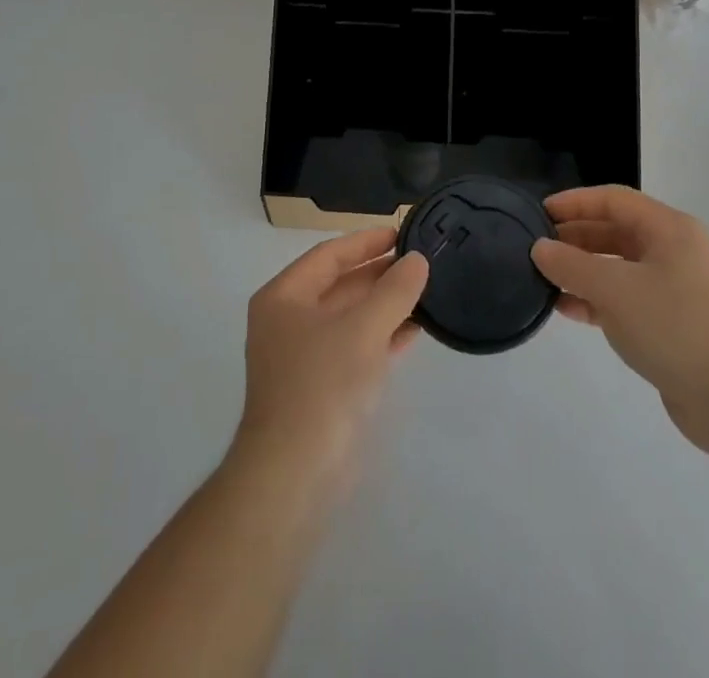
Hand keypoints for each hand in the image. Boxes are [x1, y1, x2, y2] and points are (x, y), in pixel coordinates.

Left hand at [234, 228, 429, 488]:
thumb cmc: (323, 385)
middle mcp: (288, 321)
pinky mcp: (320, 388)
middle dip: (379, 274)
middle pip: (339, 284)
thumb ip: (394, 291)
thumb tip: (417, 260)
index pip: (329, 255)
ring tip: (425, 291)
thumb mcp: (363, 329)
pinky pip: (355, 347)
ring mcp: (303, 356)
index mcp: (283, 297)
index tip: (402, 232)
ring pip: (349, 318)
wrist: (294, 475)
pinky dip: (382, 336)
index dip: (366, 241)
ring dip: (385, 305)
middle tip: (420, 262)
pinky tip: (414, 331)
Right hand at [531, 185, 708, 451]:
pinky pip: (627, 300)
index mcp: (670, 230)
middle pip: (616, 232)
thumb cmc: (675, 326)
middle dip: (576, 238)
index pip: (614, 200)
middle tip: (537, 248)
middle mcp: (675, 252)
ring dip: (583, 272)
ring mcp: (677, 290)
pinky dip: (598, 301)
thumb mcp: (615, 290)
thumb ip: (571, 265)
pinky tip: (568, 311)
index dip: (575, 202)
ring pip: (620, 268)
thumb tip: (540, 248)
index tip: (540, 213)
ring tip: (545, 280)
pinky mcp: (673, 325)